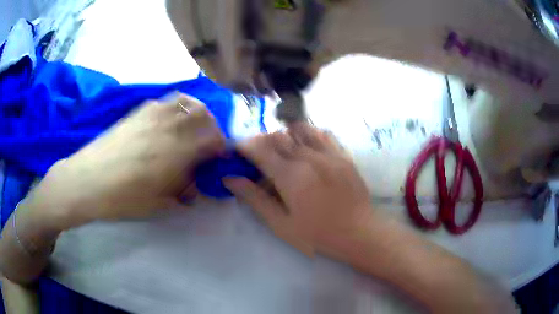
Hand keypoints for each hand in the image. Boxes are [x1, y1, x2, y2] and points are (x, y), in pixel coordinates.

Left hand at [29, 93, 224, 229]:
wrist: (86, 181)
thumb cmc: (122, 198)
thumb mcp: (158, 203)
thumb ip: (182, 190)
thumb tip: (193, 186)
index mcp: (175, 151)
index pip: (212, 139)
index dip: (221, 148)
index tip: (218, 159)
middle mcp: (167, 125)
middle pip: (203, 114)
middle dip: (212, 129)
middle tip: (206, 145)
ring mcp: (151, 114)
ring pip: (186, 101)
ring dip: (197, 114)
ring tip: (192, 129)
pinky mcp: (138, 111)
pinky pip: (167, 100)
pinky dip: (178, 107)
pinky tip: (170, 122)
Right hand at [225, 123, 373, 258]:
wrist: (359, 233)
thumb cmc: (318, 235)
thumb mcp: (281, 224)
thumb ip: (255, 198)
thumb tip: (230, 178)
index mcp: (290, 176)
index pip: (260, 149)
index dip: (244, 146)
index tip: (237, 151)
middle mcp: (308, 157)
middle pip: (277, 136)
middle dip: (260, 141)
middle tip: (257, 156)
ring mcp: (328, 153)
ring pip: (298, 129)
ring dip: (283, 135)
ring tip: (280, 150)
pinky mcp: (342, 154)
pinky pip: (321, 133)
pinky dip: (307, 133)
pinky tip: (304, 145)